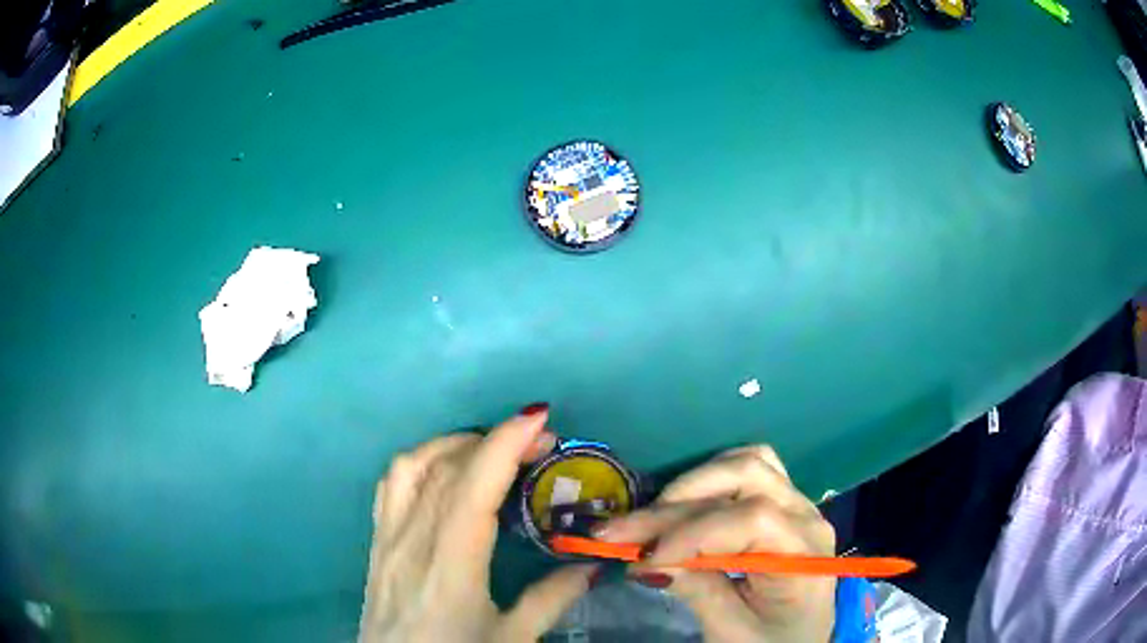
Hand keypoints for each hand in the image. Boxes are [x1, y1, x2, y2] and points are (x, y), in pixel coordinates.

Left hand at [359, 407, 597, 642]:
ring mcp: (388, 537)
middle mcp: (413, 540)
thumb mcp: (512, 638)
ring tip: (491, 450)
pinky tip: (444, 470)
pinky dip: (421, 461)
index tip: (539, 418)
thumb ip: (552, 599)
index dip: (504, 444)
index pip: (472, 488)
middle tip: (537, 443)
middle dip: (494, 440)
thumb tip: (592, 565)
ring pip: (412, 467)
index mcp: (451, 565)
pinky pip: (392, 484)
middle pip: (446, 467)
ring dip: (454, 444)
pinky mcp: (376, 541)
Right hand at [596, 446, 836, 642]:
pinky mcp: (782, 503)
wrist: (798, 641)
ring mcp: (797, 504)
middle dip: (677, 502)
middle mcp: (806, 516)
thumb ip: (697, 590)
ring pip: (747, 462)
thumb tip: (647, 558)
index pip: (751, 519)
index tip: (645, 559)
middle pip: (746, 476)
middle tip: (623, 531)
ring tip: (652, 517)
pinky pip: (750, 469)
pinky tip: (684, 503)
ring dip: (693, 484)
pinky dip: (710, 479)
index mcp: (804, 554)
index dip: (693, 533)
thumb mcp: (732, 630)